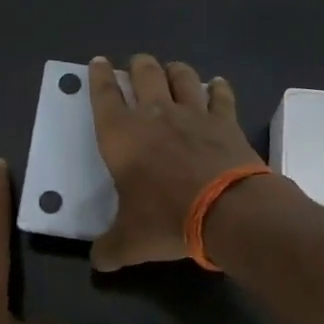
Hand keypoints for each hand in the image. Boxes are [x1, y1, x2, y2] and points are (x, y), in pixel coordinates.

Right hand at [87, 54, 264, 270]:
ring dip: (175, 70)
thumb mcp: (130, 242)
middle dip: (137, 65)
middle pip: (144, 73)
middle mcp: (155, 115)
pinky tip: (217, 86)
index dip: (98, 77)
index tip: (97, 62)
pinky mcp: (225, 121)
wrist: (226, 211)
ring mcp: (193, 114)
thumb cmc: (167, 219)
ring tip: (172, 71)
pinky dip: (218, 88)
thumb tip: (98, 261)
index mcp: (121, 136)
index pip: (103, 96)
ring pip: (182, 76)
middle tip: (136, 65)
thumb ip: (110, 248)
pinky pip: (220, 95)